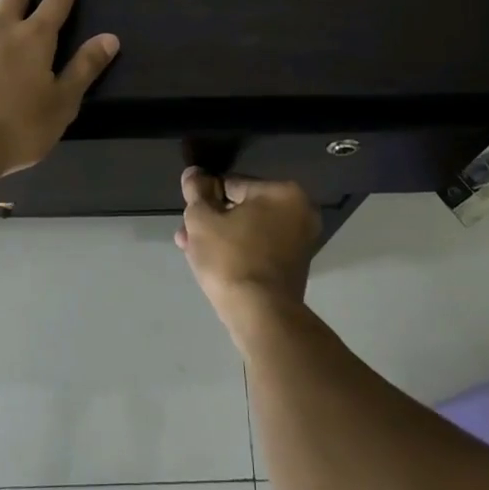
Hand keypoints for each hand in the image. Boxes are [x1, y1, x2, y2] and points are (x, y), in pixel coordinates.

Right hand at [174, 169, 321, 318]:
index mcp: (284, 192)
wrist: (261, 316)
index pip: (233, 183)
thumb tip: (193, 173)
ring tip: (191, 250)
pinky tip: (212, 263)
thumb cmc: (231, 258)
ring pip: (249, 230)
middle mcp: (300, 212)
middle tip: (187, 236)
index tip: (189, 215)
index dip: (205, 197)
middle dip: (212, 221)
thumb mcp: (202, 220)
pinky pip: (260, 249)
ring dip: (221, 237)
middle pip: (242, 208)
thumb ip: (196, 192)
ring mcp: (301, 242)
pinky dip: (238, 252)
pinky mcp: (295, 267)